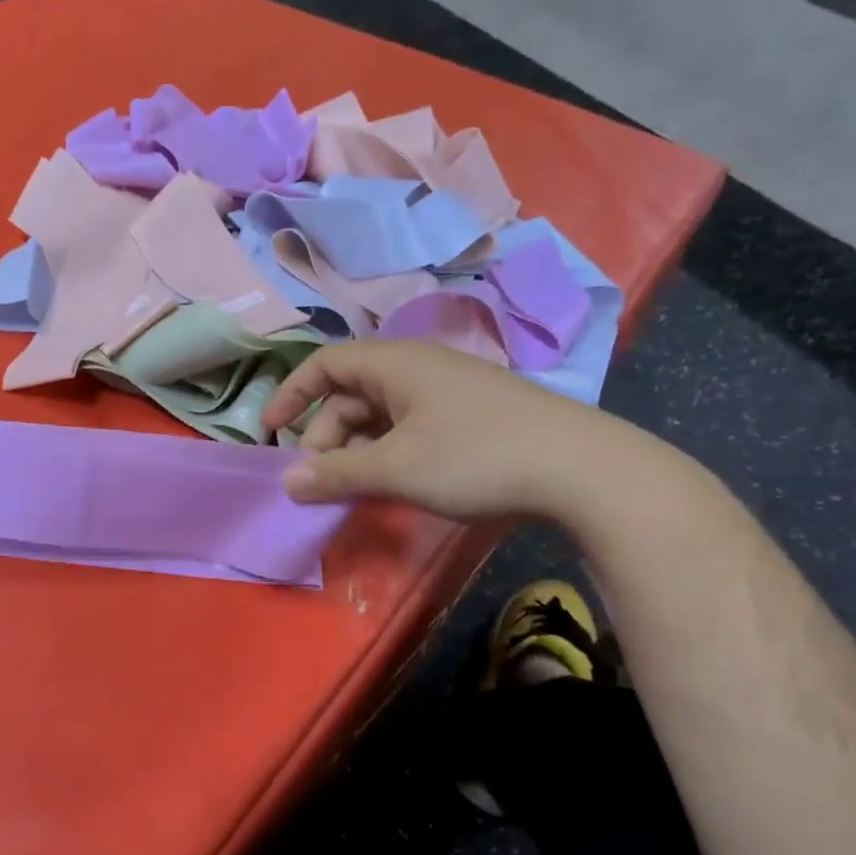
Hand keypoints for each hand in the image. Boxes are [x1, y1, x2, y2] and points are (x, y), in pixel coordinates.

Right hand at [261, 339, 629, 521]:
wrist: (584, 470)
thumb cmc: (477, 457)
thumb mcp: (397, 469)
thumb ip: (337, 474)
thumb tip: (288, 483)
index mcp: (395, 363)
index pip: (325, 364)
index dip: (291, 395)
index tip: (271, 432)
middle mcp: (418, 367)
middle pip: (351, 394)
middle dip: (326, 436)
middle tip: (320, 482)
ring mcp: (448, 391)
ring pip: (382, 414)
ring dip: (358, 449)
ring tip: (354, 491)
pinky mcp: (472, 415)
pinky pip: (410, 426)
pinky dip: (389, 452)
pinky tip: (395, 485)